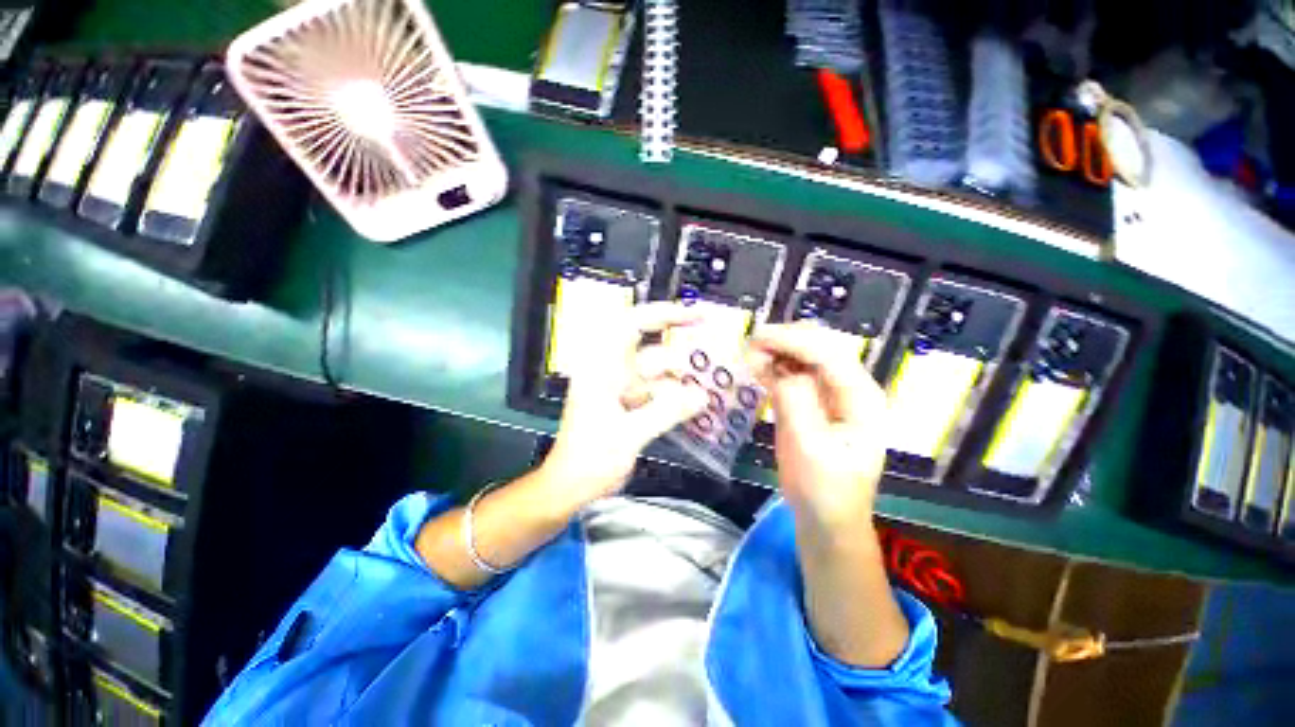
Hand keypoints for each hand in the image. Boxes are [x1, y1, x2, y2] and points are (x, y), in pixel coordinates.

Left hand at [542, 302, 708, 512]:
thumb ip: (666, 412)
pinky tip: (695, 406)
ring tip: (710, 388)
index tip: (695, 316)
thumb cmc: (590, 459)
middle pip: (651, 350)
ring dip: (681, 381)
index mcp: (602, 368)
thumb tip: (700, 396)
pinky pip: (657, 393)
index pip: (632, 325)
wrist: (570, 486)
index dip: (664, 314)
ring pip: (657, 375)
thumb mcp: (629, 434)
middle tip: (714, 354)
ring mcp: (620, 389)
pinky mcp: (628, 405)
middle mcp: (612, 372)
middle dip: (681, 353)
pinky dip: (674, 398)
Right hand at [747, 323, 888, 537]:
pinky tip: (756, 367)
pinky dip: (774, 366)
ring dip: (777, 350)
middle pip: (820, 347)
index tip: (758, 337)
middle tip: (751, 345)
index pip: (830, 354)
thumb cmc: (823, 489)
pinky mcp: (812, 401)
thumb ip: (797, 403)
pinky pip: (793, 373)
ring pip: (804, 356)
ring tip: (750, 355)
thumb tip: (781, 368)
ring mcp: (831, 393)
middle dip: (785, 340)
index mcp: (862, 398)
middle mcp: (850, 388)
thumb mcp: (809, 448)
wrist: (825, 517)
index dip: (793, 340)